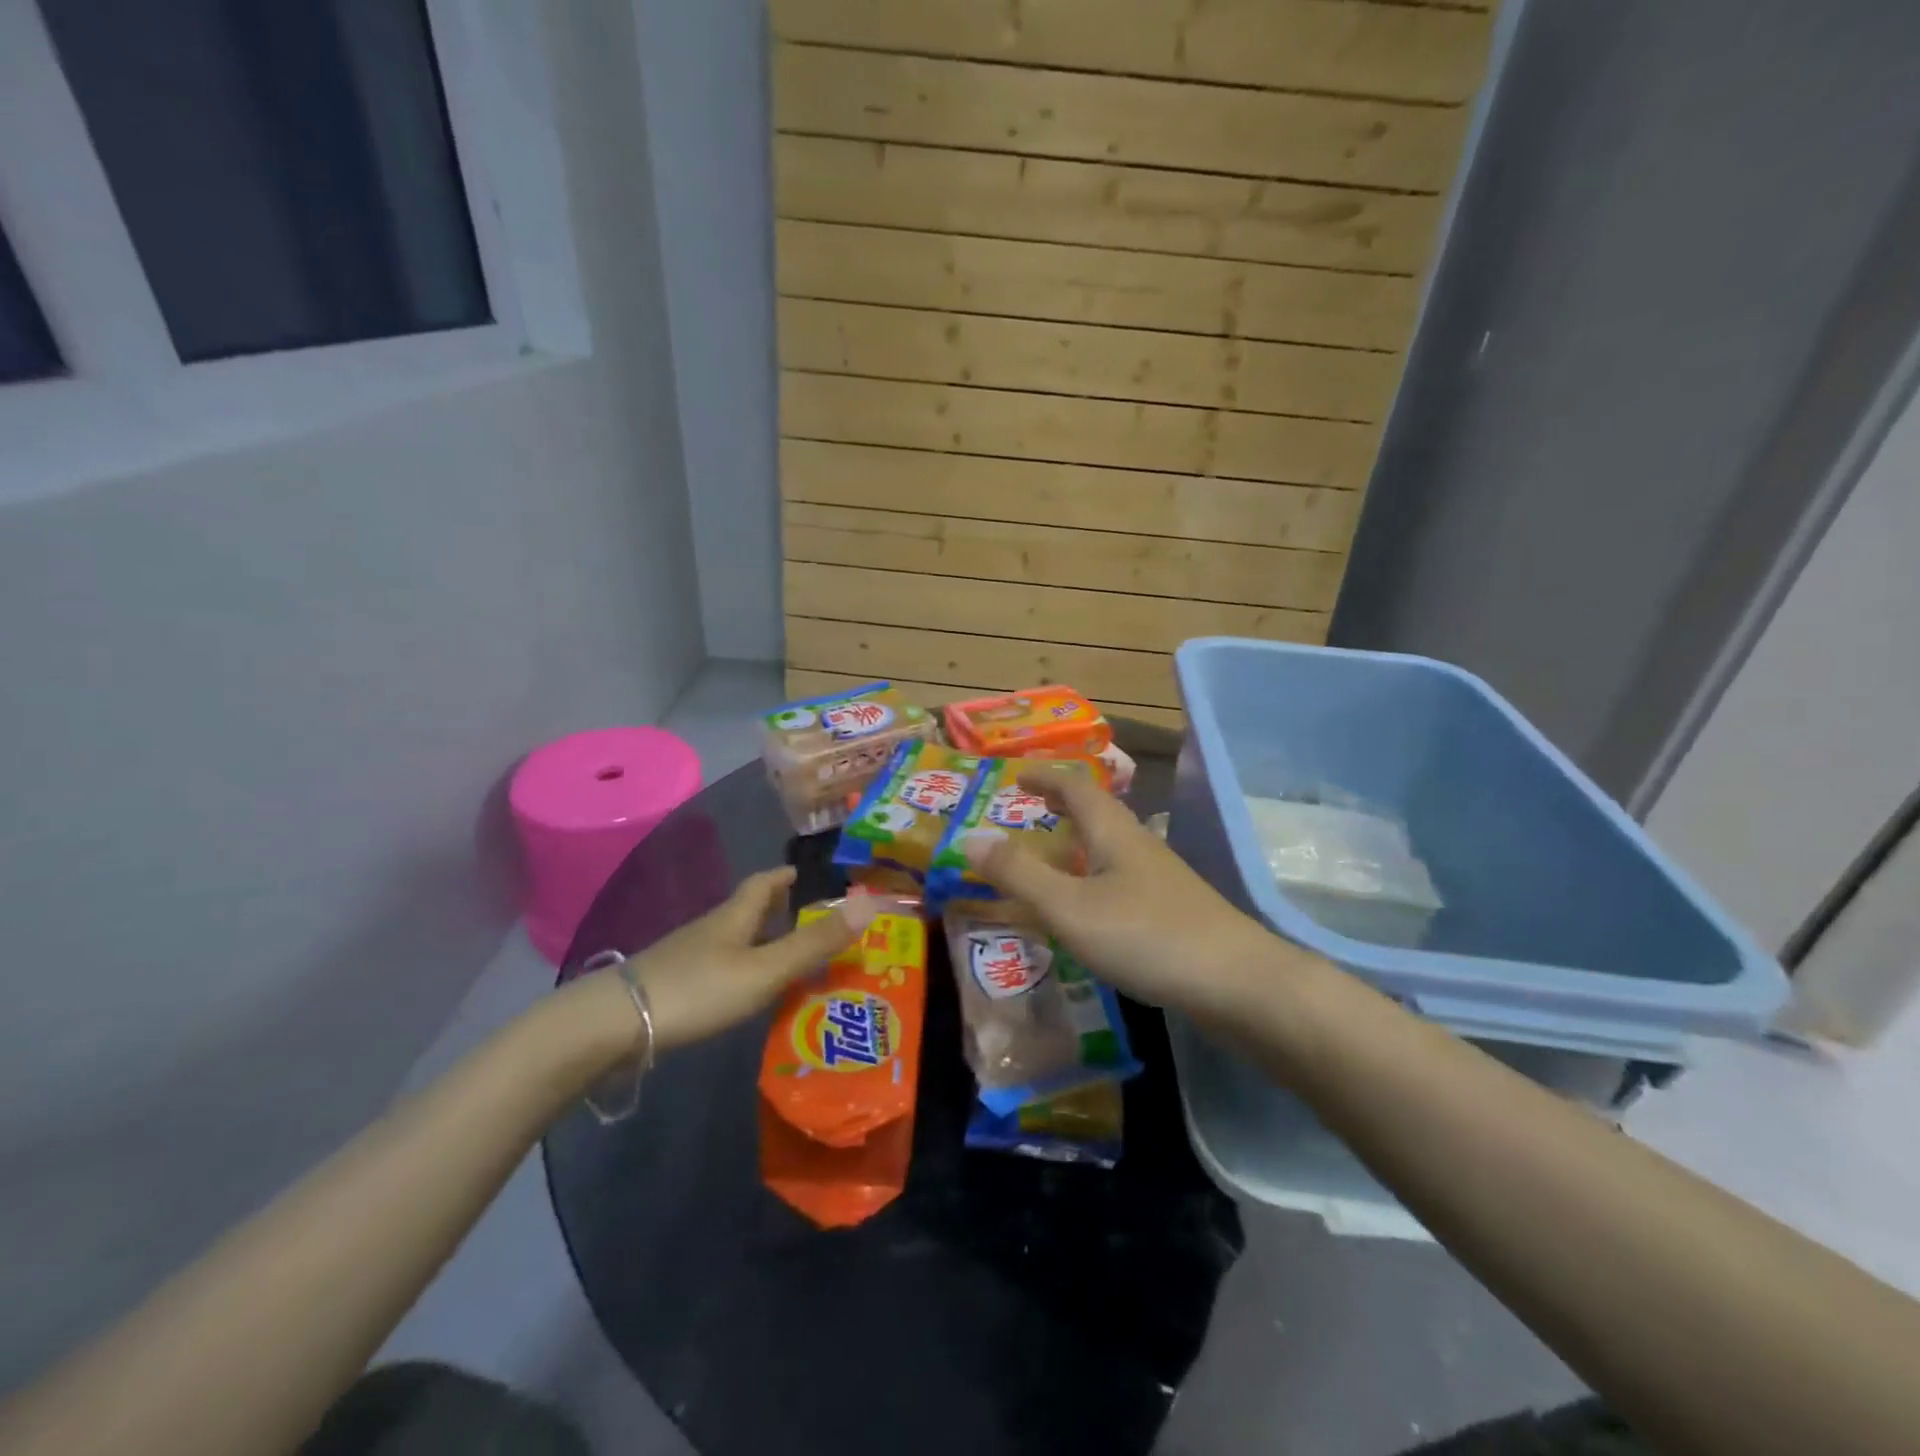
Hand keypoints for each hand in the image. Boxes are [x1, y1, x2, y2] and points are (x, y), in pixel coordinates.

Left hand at [573, 868, 878, 1057]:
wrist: (612, 1025)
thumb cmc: (697, 989)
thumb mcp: (765, 969)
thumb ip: (815, 942)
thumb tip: (871, 902)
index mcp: (734, 916)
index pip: (763, 883)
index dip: (784, 876)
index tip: (802, 872)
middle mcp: (710, 929)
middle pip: (746, 910)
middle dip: (775, 910)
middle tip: (806, 918)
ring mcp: (686, 958)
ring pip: (731, 940)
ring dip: (759, 942)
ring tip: (787, 958)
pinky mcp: (671, 986)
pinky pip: (717, 968)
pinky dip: (740, 970)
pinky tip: (745, 993)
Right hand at [962, 767, 1299, 1020]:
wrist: (1236, 983)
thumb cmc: (1145, 935)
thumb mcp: (1068, 907)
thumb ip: (1018, 874)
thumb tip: (969, 839)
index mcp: (1113, 832)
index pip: (1075, 786)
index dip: (1045, 777)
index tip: (1017, 775)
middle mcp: (1138, 844)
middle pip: (1097, 812)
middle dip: (1061, 805)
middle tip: (1030, 809)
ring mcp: (1160, 878)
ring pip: (1110, 846)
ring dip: (1077, 842)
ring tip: (1050, 857)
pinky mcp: (1172, 909)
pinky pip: (1120, 877)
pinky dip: (1093, 876)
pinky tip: (1088, 908)